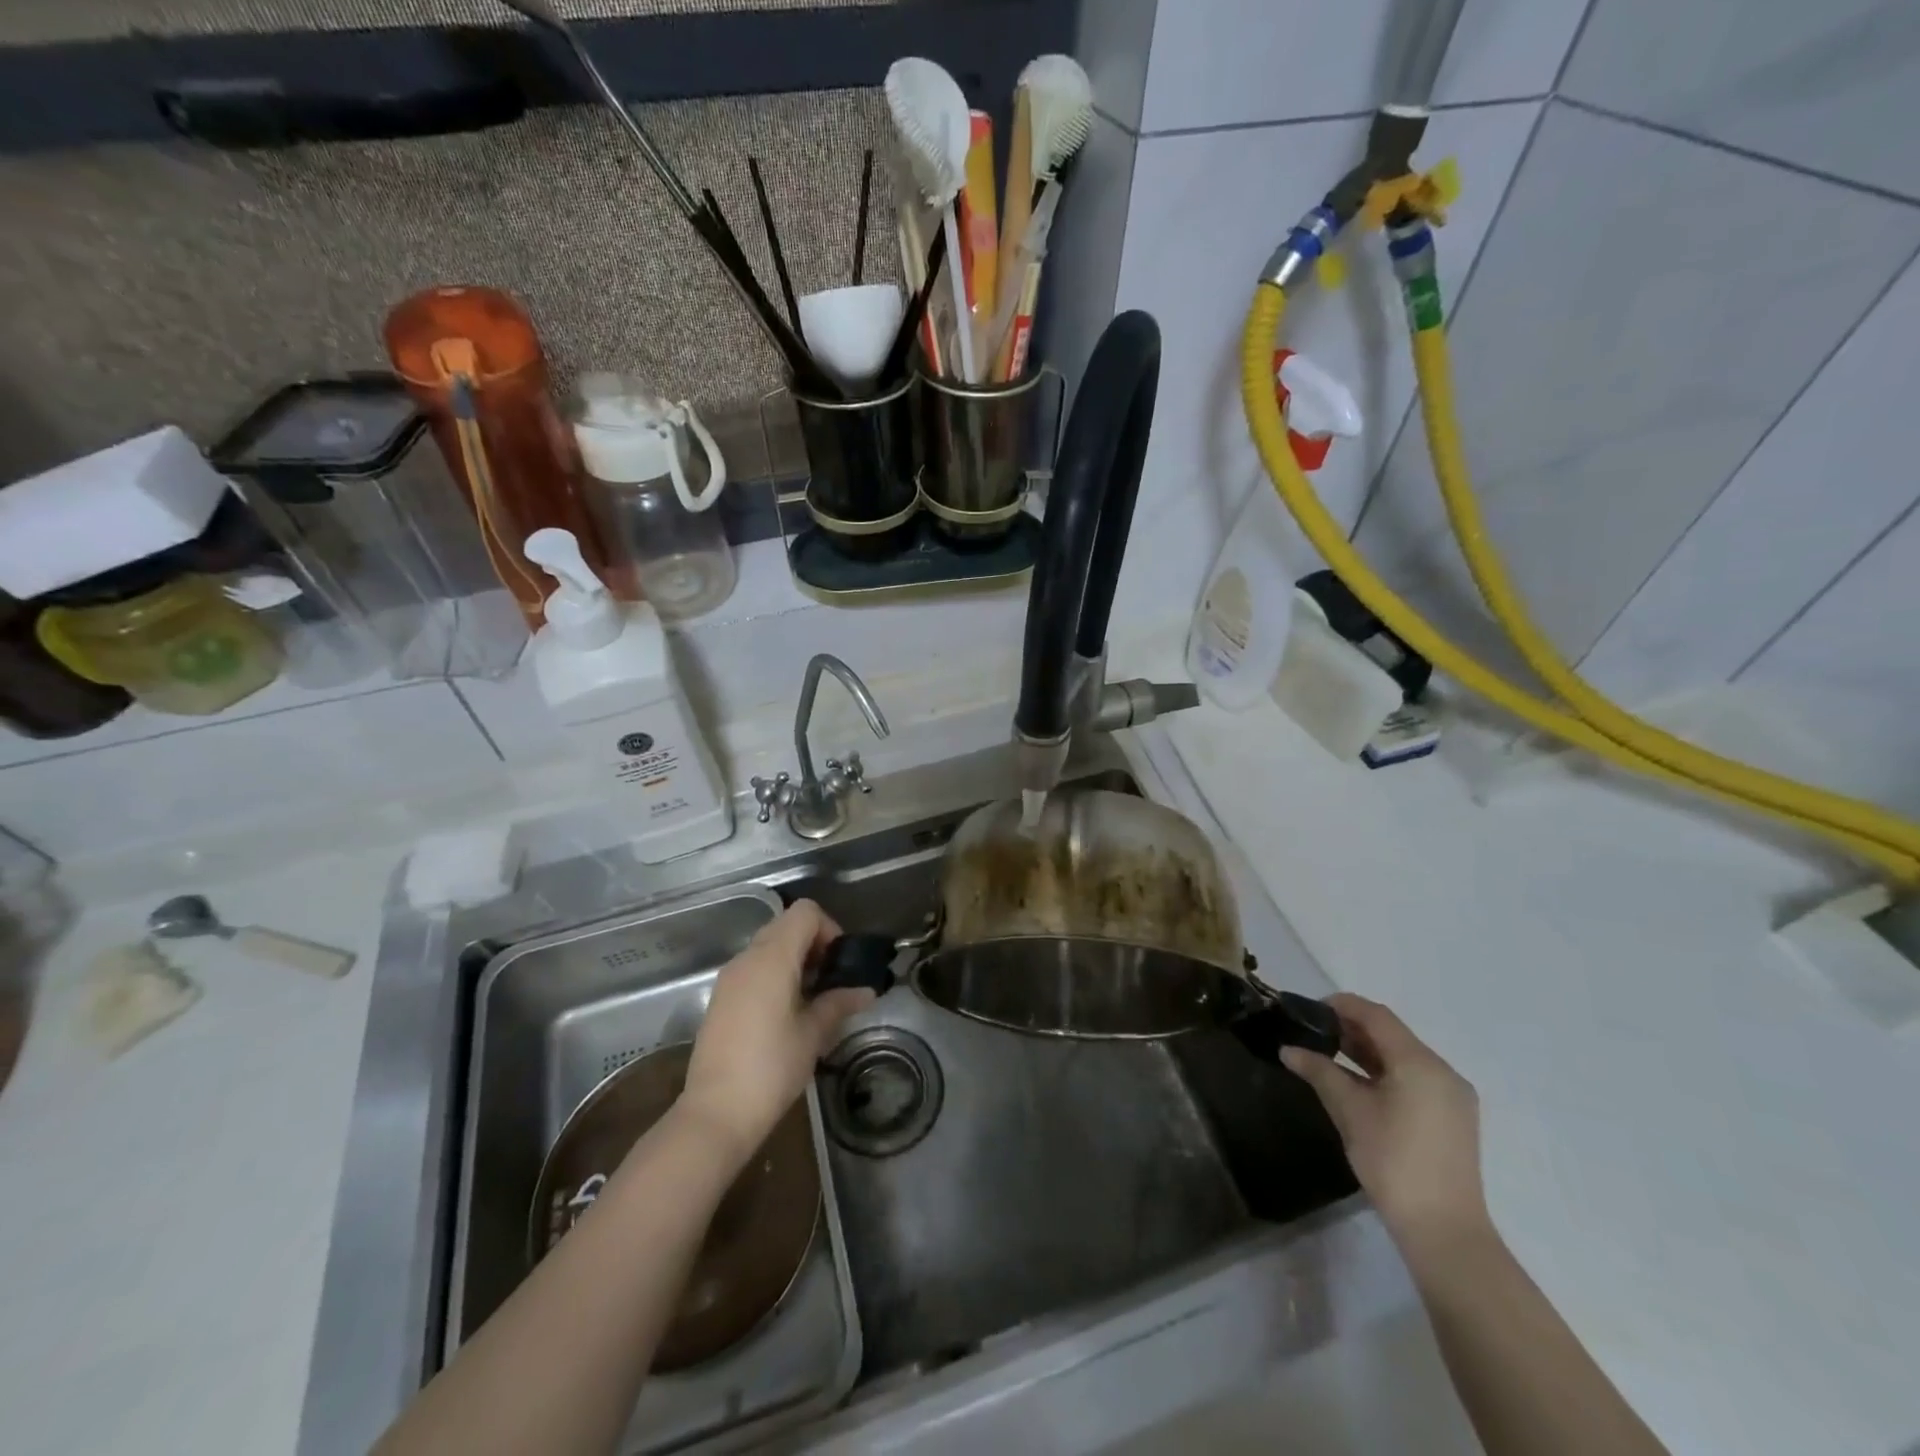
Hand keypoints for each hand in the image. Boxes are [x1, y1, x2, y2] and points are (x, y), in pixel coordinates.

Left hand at [679, 900, 874, 1165]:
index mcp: (773, 958)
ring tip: (812, 998)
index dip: (829, 929)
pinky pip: (753, 968)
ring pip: (769, 946)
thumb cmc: (771, 1068)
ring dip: (794, 960)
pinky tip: (786, 1012)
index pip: (805, 913)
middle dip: (814, 944)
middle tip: (832, 981)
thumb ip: (839, 1003)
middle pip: (786, 925)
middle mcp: (747, 958)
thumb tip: (866, 991)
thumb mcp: (814, 1034)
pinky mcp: (721, 998)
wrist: (716, 1113)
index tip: (840, 963)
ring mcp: (730, 977)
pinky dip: (775, 974)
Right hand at [1280, 993, 1490, 1256]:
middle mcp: (1442, 1072)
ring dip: (1368, 1051)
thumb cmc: (1392, 1162)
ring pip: (1403, 1057)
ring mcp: (1452, 1096)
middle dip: (1352, 1028)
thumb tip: (1288, 1050)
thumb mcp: (1349, 1111)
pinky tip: (1358, 1083)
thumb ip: (1319, 1071)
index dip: (1342, 1005)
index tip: (1309, 1009)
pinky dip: (1385, 1072)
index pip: (1376, 1016)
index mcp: (1420, 1063)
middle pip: (1392, 1034)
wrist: (1443, 1230)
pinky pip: (1414, 1078)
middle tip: (1313, 1032)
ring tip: (1329, 1054)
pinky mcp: (1453, 1117)